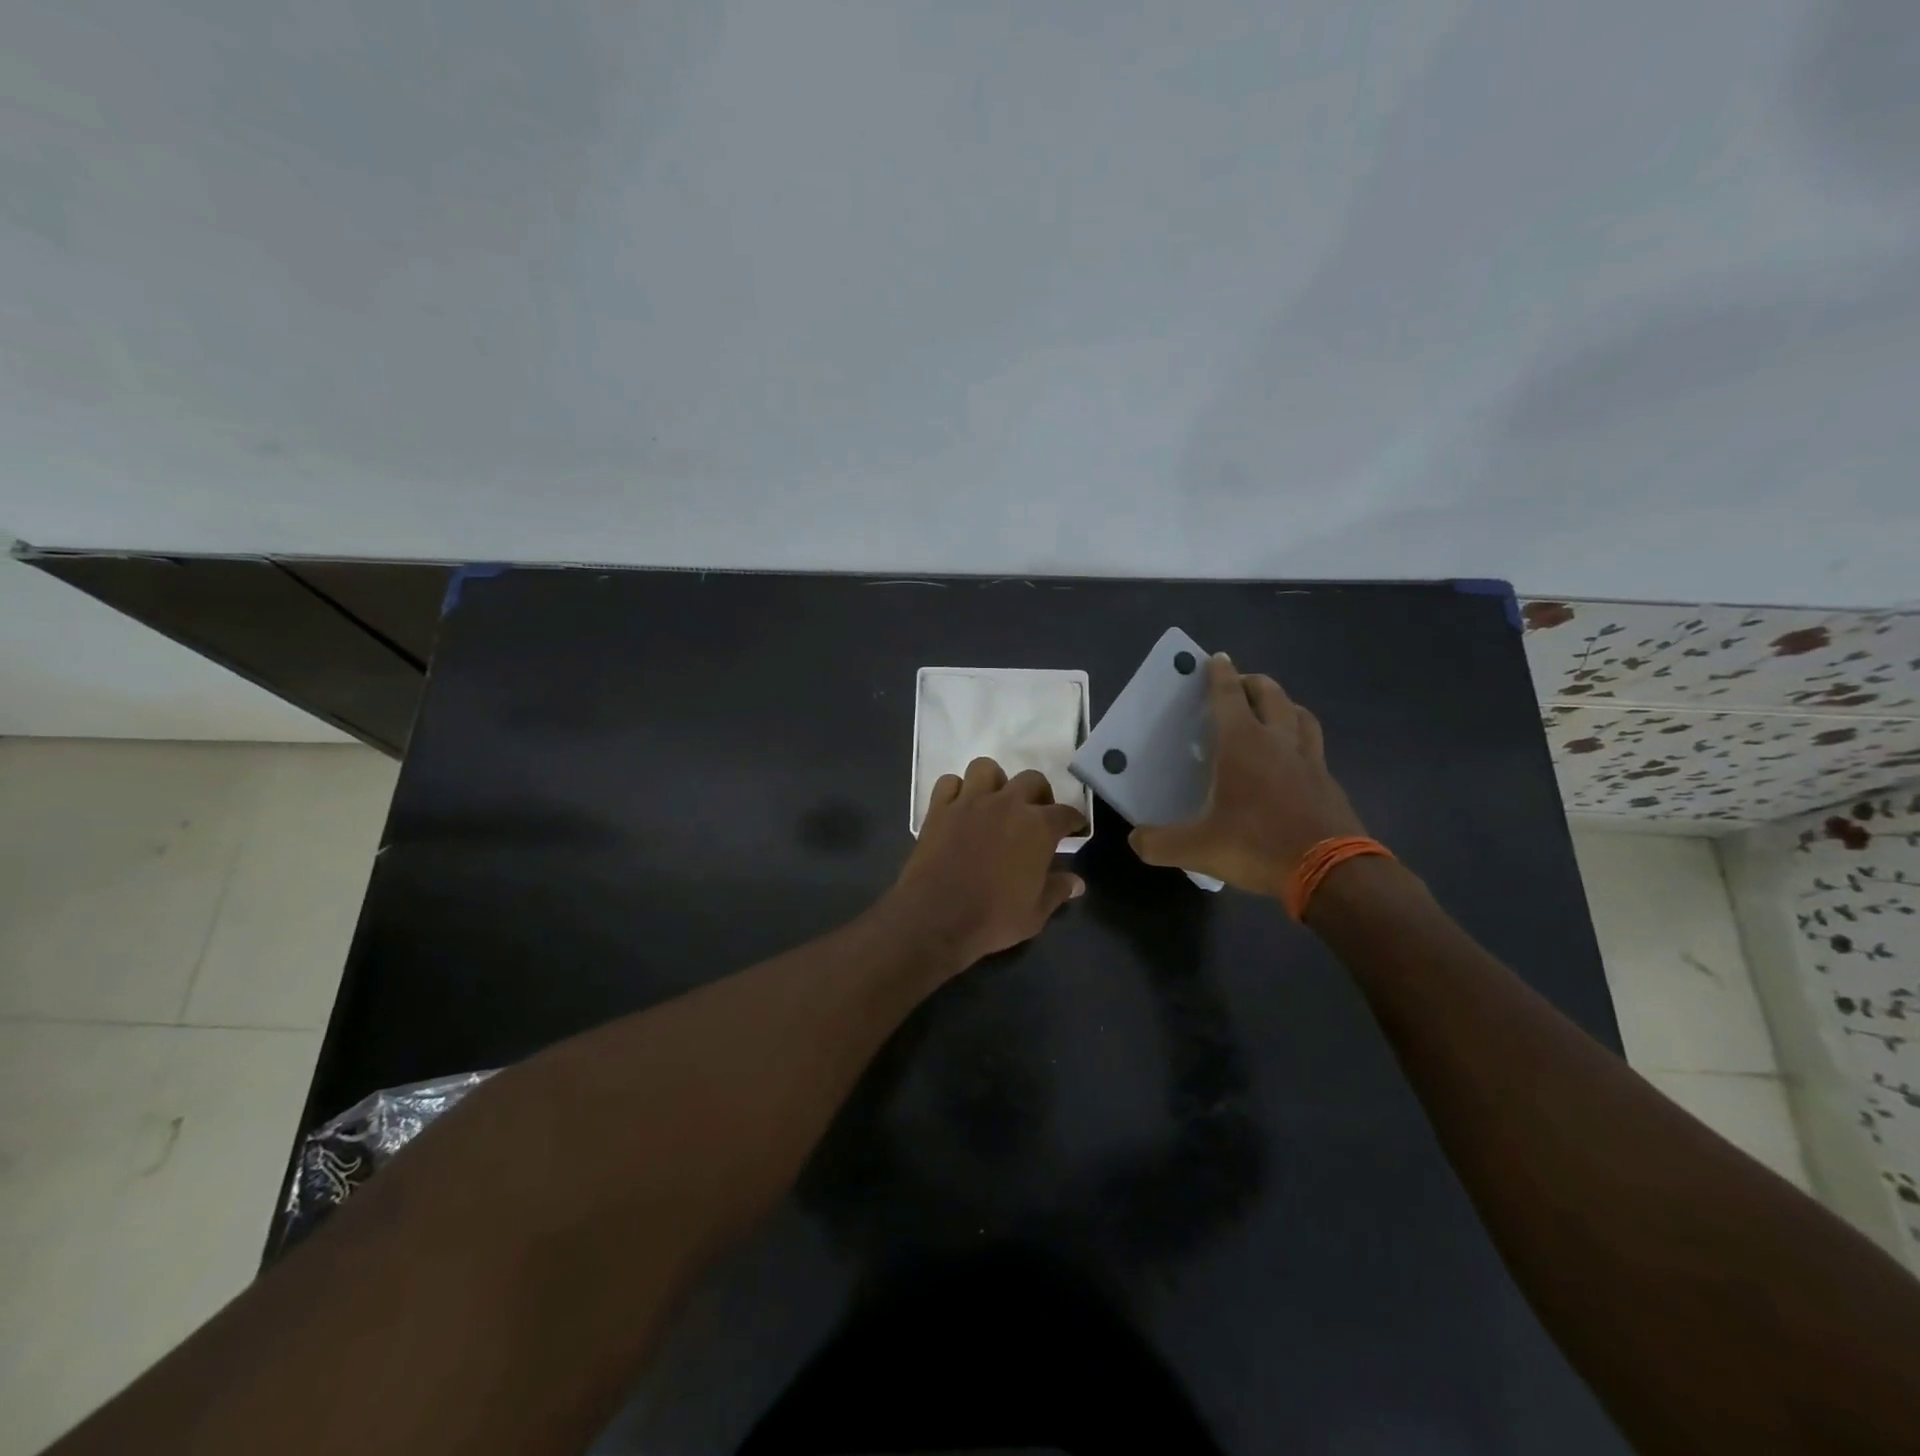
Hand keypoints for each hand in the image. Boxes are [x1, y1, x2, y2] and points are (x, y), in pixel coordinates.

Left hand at [886, 757, 1086, 970]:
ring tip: (995, 803)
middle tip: (1036, 814)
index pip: (1065, 813)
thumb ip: (1057, 891)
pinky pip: (949, 783)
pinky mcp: (939, 808)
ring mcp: (970, 801)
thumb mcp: (1035, 913)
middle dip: (1039, 794)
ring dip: (995, 782)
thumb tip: (1077, 882)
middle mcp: (1007, 804)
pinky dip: (956, 790)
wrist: (936, 917)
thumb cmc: (994, 918)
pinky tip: (960, 807)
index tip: (1074, 828)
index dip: (1074, 821)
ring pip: (987, 769)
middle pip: (1031, 780)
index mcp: (1038, 827)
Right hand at [1129, 654, 1366, 896]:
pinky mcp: (1329, 784)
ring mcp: (1310, 761)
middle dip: (1254, 683)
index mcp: (1242, 745)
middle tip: (1241, 683)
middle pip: (1271, 695)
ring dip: (1285, 705)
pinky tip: (1293, 761)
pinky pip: (1315, 749)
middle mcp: (1278, 742)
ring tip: (1273, 711)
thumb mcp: (1196, 849)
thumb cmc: (1257, 845)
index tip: (1217, 658)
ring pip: (1301, 716)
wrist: (1331, 873)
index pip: (1228, 697)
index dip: (1220, 675)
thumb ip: (1159, 843)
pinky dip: (1301, 741)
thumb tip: (1135, 839)